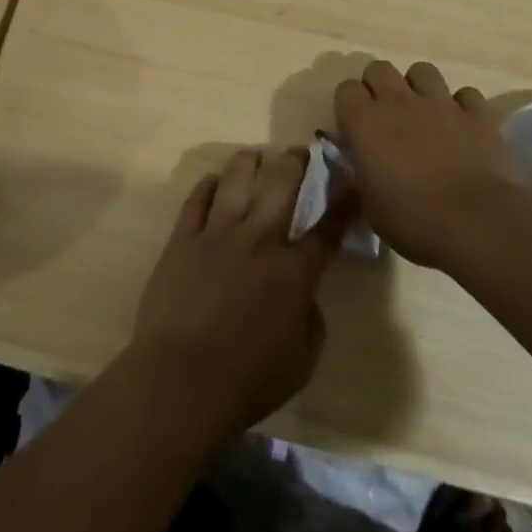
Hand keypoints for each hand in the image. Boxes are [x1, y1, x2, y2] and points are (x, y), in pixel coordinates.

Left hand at [127, 147, 342, 447]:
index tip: (350, 181)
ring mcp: (218, 233)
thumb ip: (310, 321)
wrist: (180, 379)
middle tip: (300, 151)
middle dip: (296, 162)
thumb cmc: (247, 381)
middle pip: (281, 185)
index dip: (343, 203)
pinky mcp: (184, 237)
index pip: (326, 230)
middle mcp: (259, 239)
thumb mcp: (301, 363)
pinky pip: (197, 199)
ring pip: (237, 179)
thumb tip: (304, 296)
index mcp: (293, 272)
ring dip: (251, 161)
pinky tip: (214, 179)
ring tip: (256, 154)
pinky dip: (208, 185)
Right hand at [332, 60, 517, 270]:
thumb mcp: (371, 208)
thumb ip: (363, 178)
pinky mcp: (477, 114)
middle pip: (379, 69)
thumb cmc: (413, 220)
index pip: (346, 89)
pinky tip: (462, 126)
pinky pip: (466, 95)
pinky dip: (462, 106)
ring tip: (424, 112)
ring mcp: (440, 103)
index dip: (350, 105)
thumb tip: (364, 170)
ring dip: (419, 87)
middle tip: (385, 116)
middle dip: (379, 85)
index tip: (355, 128)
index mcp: (365, 122)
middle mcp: (398, 102)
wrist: (477, 223)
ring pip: (422, 70)